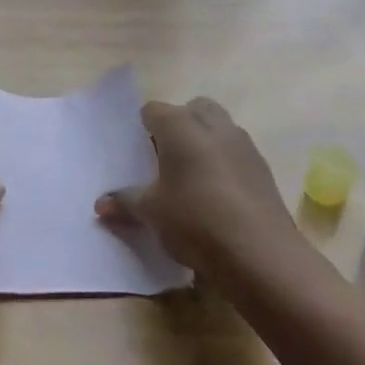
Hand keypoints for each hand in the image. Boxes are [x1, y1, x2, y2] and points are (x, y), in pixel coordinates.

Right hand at [95, 97, 305, 299]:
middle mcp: (214, 126)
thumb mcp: (151, 213)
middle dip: (179, 125)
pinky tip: (216, 196)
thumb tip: (100, 204)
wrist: (260, 255)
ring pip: (219, 129)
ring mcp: (244, 146)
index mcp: (180, 127)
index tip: (136, 152)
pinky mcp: (264, 170)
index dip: (142, 127)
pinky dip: (224, 164)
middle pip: (193, 109)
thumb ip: (125, 202)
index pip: (153, 110)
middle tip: (165, 158)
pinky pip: (237, 154)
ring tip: (190, 178)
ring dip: (204, 143)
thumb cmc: (195, 220)